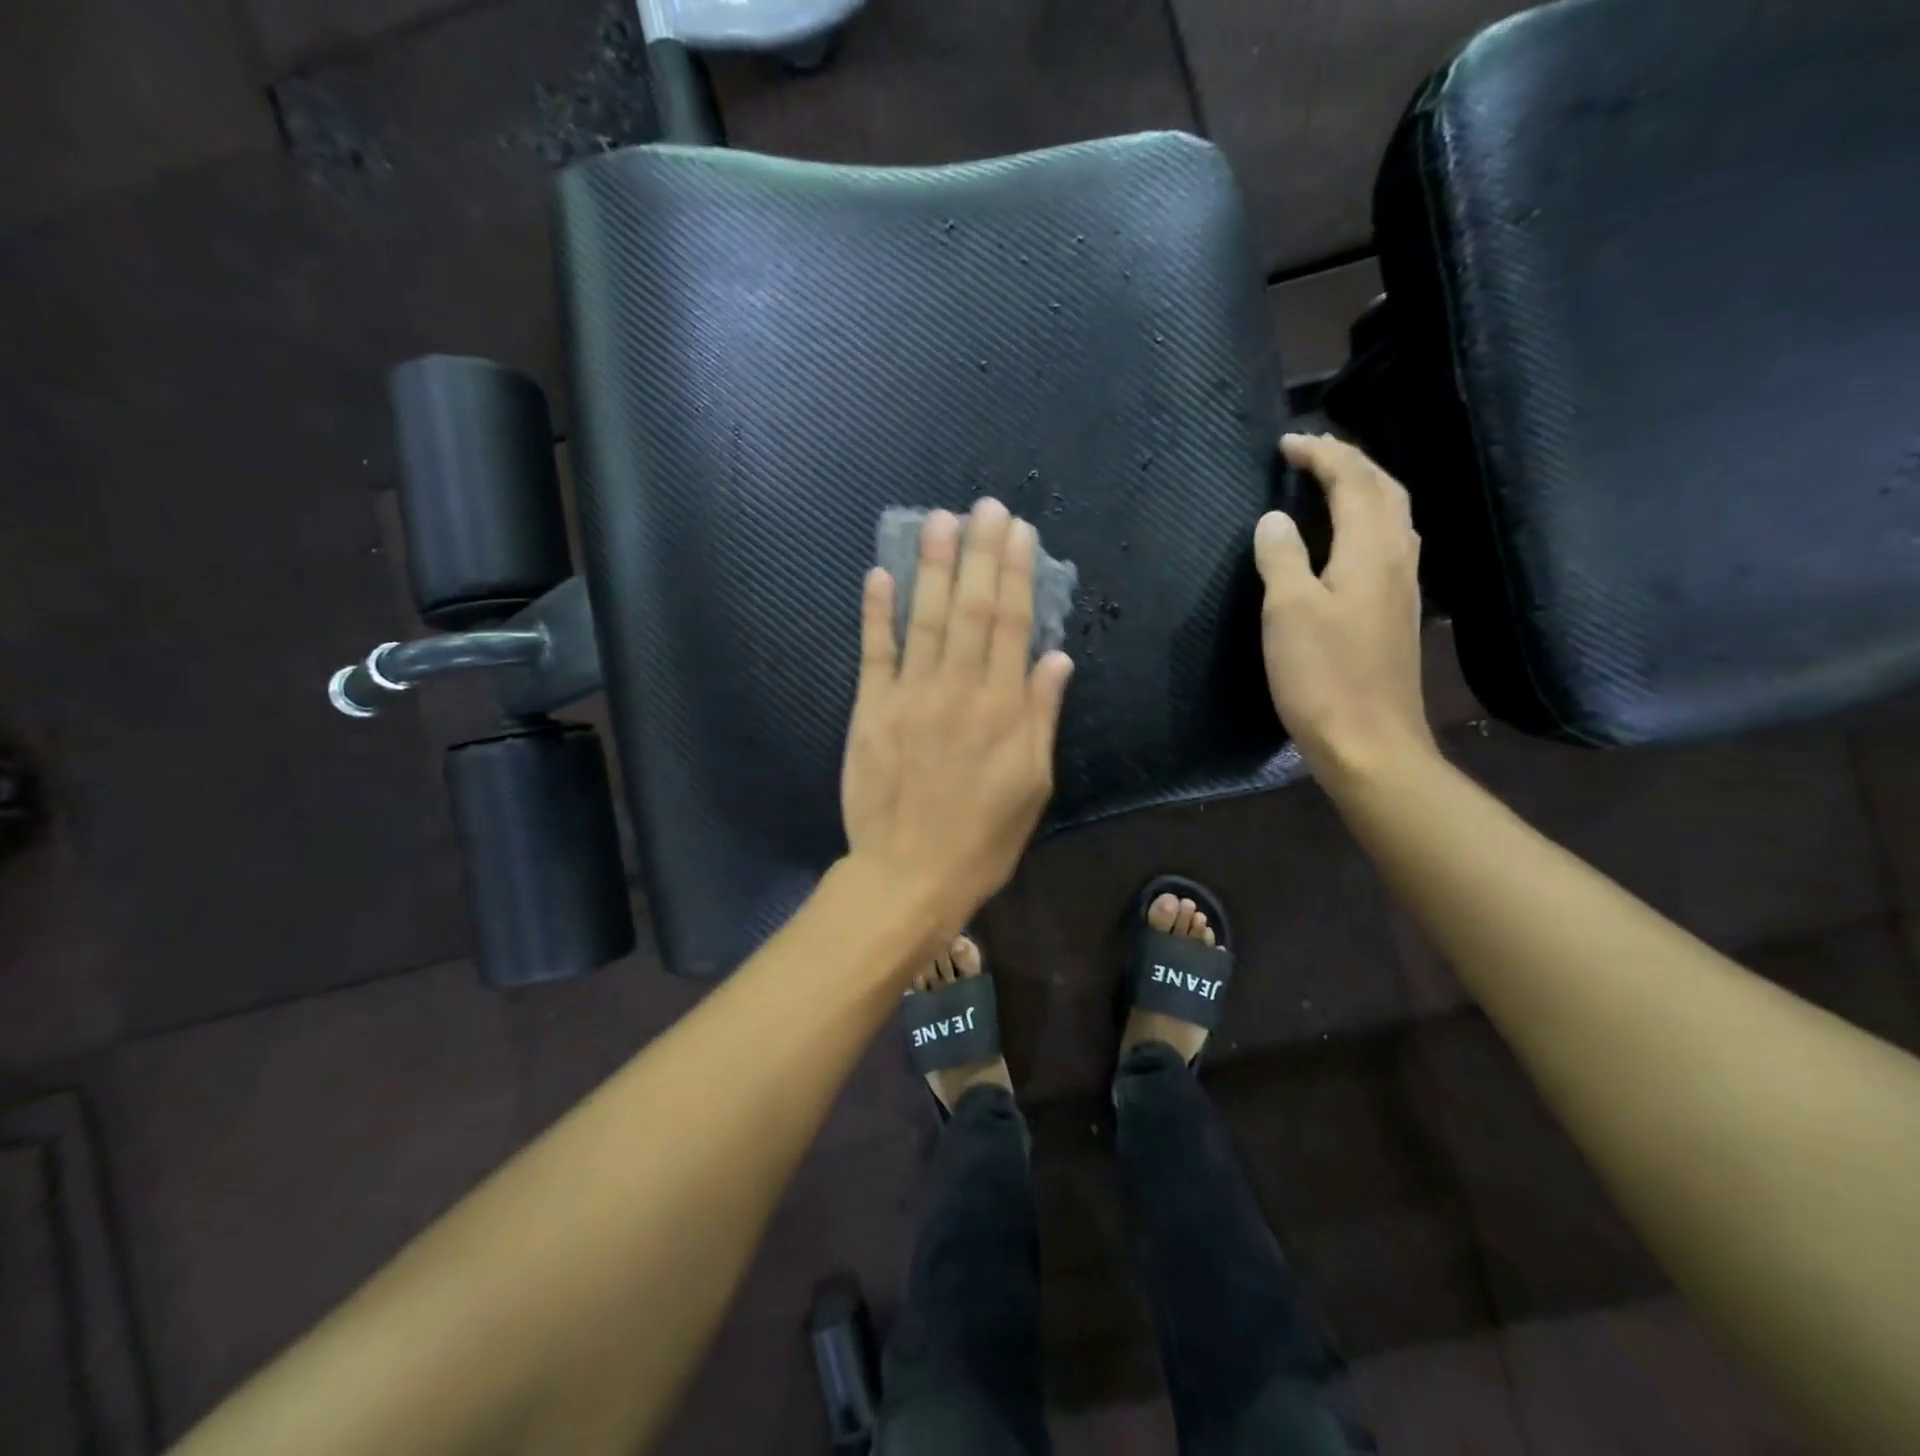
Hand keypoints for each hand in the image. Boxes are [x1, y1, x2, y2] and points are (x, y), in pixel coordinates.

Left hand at [842, 499, 1073, 934]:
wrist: (910, 875)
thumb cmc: (982, 838)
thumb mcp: (1033, 785)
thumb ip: (1042, 718)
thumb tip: (1057, 659)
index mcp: (1003, 709)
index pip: (1013, 625)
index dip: (1017, 574)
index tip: (1018, 532)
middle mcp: (959, 690)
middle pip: (972, 610)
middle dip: (979, 554)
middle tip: (982, 507)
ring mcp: (910, 697)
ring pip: (926, 619)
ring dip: (932, 567)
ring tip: (937, 520)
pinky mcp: (870, 711)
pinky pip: (874, 653)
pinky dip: (877, 613)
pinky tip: (880, 574)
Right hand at [1254, 434, 1434, 784]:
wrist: (1370, 742)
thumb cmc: (1323, 677)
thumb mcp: (1288, 613)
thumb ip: (1282, 558)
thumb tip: (1274, 519)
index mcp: (1370, 551)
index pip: (1353, 481)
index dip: (1321, 455)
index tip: (1286, 443)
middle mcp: (1396, 559)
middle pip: (1384, 490)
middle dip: (1350, 462)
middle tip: (1311, 453)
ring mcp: (1402, 588)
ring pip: (1393, 517)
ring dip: (1364, 488)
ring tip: (1329, 483)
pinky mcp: (1397, 614)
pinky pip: (1389, 545)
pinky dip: (1368, 521)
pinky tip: (1348, 539)